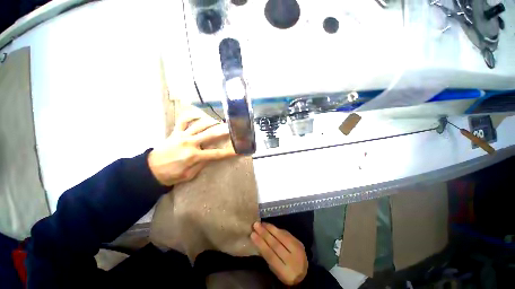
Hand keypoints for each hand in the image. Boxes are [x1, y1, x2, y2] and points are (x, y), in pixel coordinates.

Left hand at [148, 110, 235, 185]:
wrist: (151, 170)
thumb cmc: (172, 175)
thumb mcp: (189, 175)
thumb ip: (202, 164)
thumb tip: (211, 155)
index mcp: (194, 156)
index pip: (216, 153)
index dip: (229, 152)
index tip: (238, 149)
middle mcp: (190, 143)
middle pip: (210, 134)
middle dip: (223, 131)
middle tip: (231, 128)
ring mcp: (182, 136)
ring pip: (199, 125)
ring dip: (211, 122)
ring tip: (219, 122)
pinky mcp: (175, 132)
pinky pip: (183, 120)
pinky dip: (191, 116)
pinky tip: (199, 115)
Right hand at [251, 222, 308, 285]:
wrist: (305, 274)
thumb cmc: (286, 273)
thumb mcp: (276, 270)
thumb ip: (268, 257)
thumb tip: (259, 241)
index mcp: (285, 272)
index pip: (271, 255)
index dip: (261, 244)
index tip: (252, 234)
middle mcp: (293, 261)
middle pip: (276, 244)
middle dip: (264, 233)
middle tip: (256, 225)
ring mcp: (298, 250)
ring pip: (282, 237)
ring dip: (271, 228)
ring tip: (262, 223)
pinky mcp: (299, 242)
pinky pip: (287, 234)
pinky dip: (277, 229)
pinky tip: (270, 226)